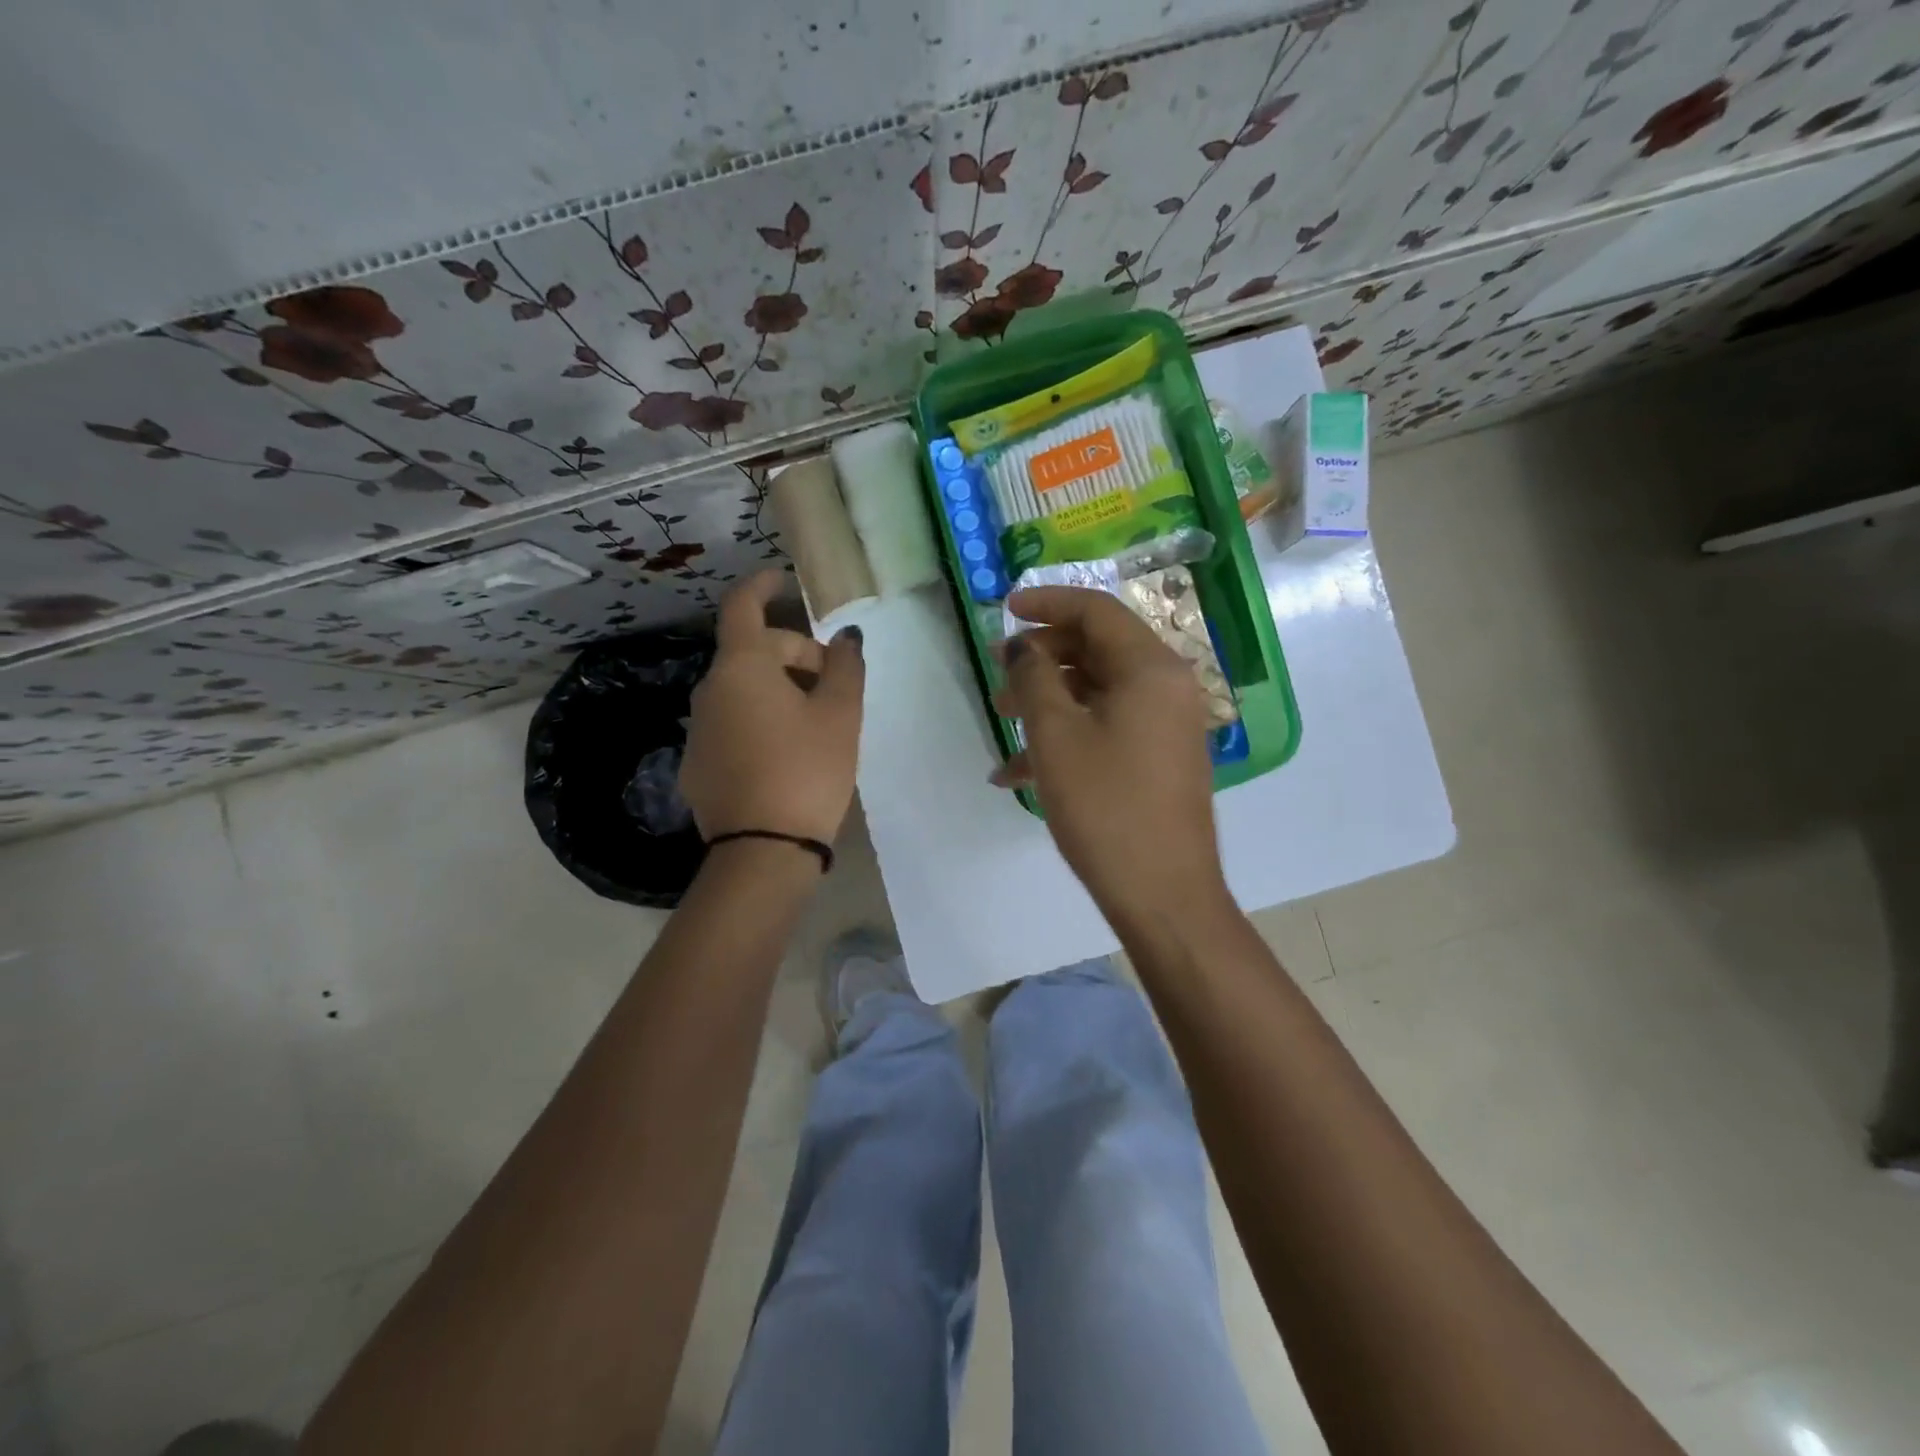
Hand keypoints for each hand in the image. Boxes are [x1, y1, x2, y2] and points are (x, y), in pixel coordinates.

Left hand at [680, 570, 865, 845]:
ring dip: (777, 689)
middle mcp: (709, 691)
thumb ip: (846, 667)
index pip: (743, 607)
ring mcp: (698, 730)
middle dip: (792, 653)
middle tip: (833, 681)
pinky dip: (758, 720)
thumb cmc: (807, 769)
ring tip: (815, 719)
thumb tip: (845, 638)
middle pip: (750, 652)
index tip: (783, 580)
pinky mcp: (696, 765)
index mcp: (741, 668)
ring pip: (741, 690)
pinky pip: (731, 724)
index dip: (762, 586)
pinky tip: (786, 753)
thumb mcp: (841, 716)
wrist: (763, 850)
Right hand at [994, 585, 1226, 922]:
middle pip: (1097, 649)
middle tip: (996, 672)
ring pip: (1098, 691)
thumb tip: (1023, 646)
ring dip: (1048, 700)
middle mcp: (1166, 686)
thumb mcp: (1056, 735)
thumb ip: (1034, 677)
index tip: (1004, 610)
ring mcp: (1166, 725)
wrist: (1163, 894)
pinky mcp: (1158, 758)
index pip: (1097, 611)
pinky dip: (1066, 736)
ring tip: (1001, 721)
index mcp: (1150, 668)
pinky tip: (1016, 771)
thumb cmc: (1105, 806)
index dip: (1047, 603)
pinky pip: (1107, 728)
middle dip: (1042, 657)